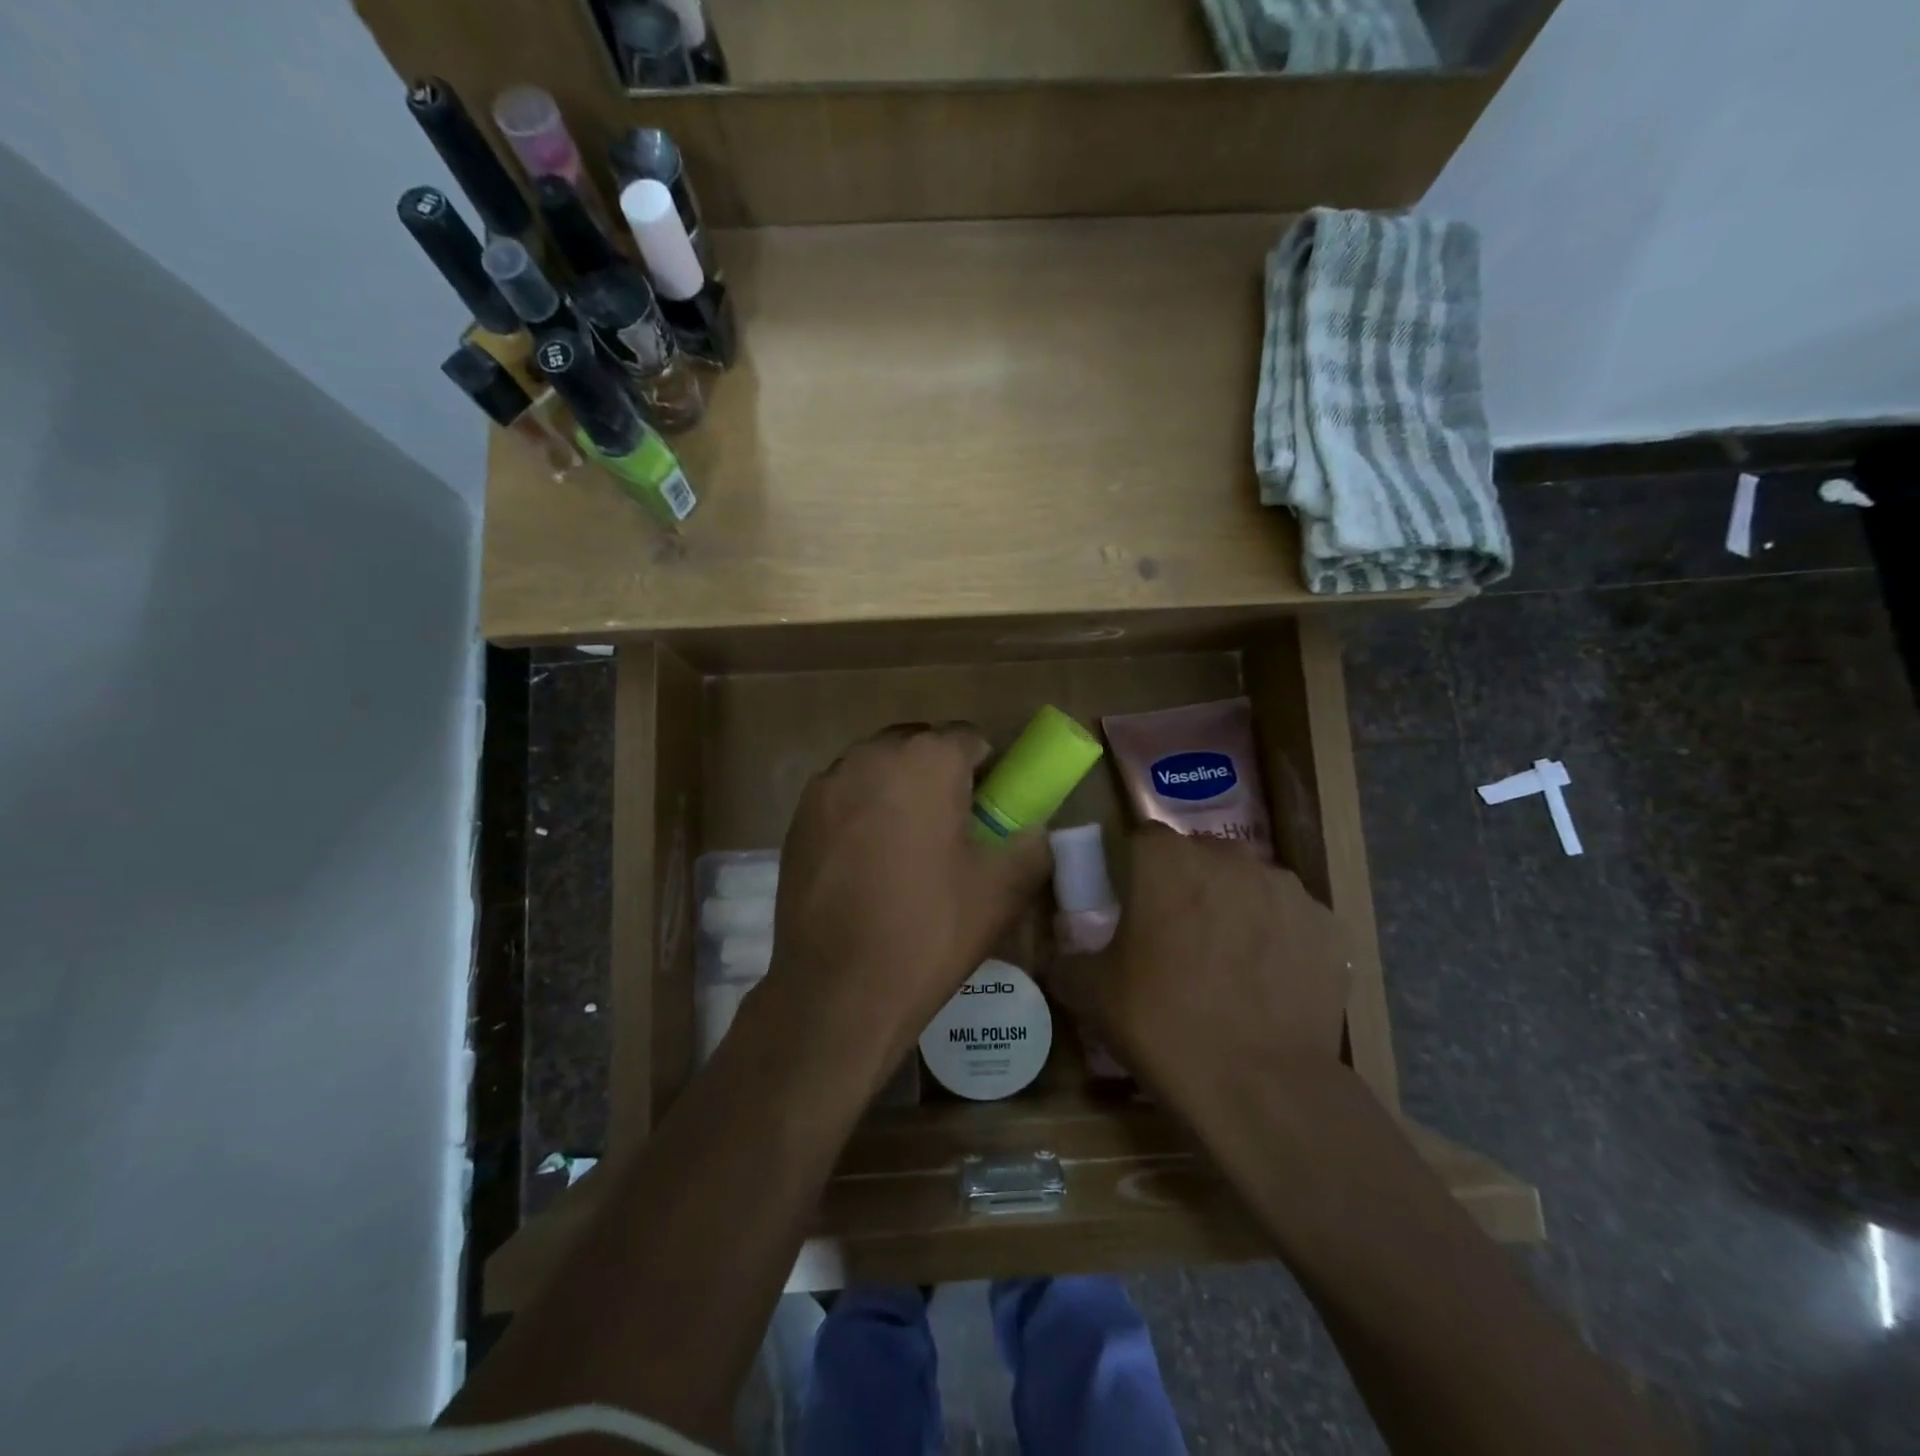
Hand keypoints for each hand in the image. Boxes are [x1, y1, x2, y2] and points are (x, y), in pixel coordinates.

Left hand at [769, 724, 1052, 1065]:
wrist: (839, 989)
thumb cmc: (929, 929)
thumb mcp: (1003, 890)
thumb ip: (1031, 845)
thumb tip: (1031, 831)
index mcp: (926, 760)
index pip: (968, 737)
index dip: (987, 769)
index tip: (990, 808)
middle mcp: (871, 755)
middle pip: (918, 745)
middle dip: (938, 773)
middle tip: (951, 825)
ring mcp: (827, 785)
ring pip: (876, 769)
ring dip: (897, 789)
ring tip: (906, 845)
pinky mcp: (797, 818)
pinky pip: (844, 797)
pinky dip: (861, 812)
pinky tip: (866, 862)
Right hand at [1049, 824, 1348, 1097]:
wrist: (1260, 1087)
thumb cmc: (1162, 1024)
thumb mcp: (1090, 994)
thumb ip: (1066, 960)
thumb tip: (1060, 957)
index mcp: (1167, 860)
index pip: (1143, 838)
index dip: (1134, 868)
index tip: (1130, 904)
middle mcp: (1229, 858)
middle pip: (1199, 856)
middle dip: (1185, 885)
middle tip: (1175, 936)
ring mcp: (1285, 889)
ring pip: (1247, 884)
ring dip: (1233, 907)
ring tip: (1227, 962)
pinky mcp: (1326, 925)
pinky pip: (1289, 918)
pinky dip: (1277, 937)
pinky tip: (1268, 981)